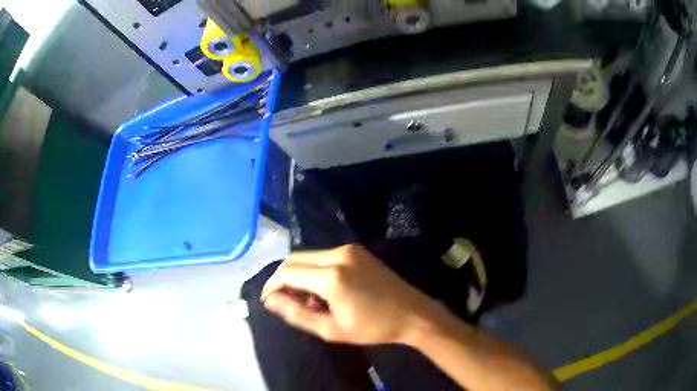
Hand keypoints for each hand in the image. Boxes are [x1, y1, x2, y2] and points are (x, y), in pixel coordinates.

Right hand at [261, 244, 442, 344]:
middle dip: (283, 279)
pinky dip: (315, 270)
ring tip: (306, 300)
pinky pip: (324, 256)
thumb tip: (270, 300)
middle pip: (295, 259)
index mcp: (331, 276)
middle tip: (285, 301)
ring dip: (299, 275)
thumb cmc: (372, 327)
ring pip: (308, 256)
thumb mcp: (331, 329)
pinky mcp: (357, 250)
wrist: (412, 313)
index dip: (271, 286)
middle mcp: (337, 254)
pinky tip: (322, 290)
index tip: (268, 301)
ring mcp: (349, 249)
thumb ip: (296, 313)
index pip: (287, 272)